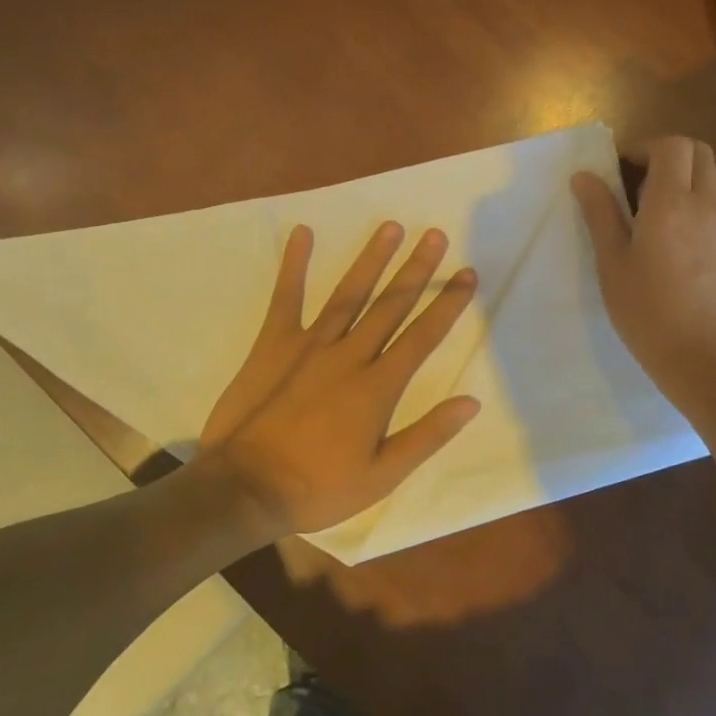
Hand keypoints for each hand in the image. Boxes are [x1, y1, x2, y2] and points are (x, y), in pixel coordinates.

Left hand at [195, 222, 480, 542]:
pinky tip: (302, 232)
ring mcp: (310, 345)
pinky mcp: (273, 343)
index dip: (448, 304)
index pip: (423, 336)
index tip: (467, 274)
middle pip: (390, 304)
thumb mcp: (382, 475)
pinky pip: (286, 298)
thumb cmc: (317, 487)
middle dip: (417, 269)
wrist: (244, 489)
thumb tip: (471, 402)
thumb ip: (427, 435)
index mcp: (378, 386)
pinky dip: (293, 264)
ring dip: (372, 259)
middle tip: (435, 234)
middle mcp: (349, 355)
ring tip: (391, 227)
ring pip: (349, 293)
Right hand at [571, 136, 715, 405]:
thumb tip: (584, 176)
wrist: (707, 360)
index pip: (672, 146)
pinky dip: (702, 209)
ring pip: (714, 181)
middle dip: (669, 156)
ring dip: (687, 182)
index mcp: (671, 203)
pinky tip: (684, 247)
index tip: (622, 169)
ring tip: (659, 218)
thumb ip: (600, 213)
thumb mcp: (612, 263)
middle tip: (639, 185)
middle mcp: (708, 205)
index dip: (646, 148)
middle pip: (700, 153)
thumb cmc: (648, 312)